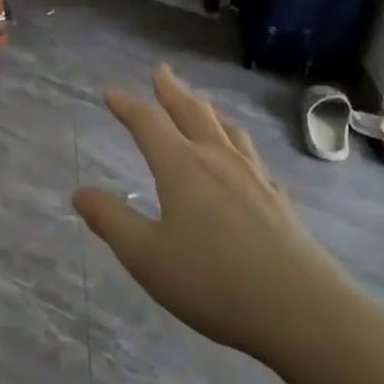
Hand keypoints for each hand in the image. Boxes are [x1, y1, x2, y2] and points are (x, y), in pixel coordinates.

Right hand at [72, 65, 374, 369]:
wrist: (303, 312)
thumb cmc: (213, 282)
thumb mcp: (146, 256)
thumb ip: (111, 221)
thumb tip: (80, 193)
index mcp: (182, 168)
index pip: (148, 125)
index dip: (127, 106)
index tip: (110, 92)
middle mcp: (219, 162)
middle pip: (193, 114)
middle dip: (173, 91)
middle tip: (162, 72)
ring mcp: (255, 178)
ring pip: (227, 130)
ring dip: (207, 111)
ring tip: (200, 103)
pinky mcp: (279, 200)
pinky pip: (251, 154)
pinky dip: (235, 141)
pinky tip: (241, 156)